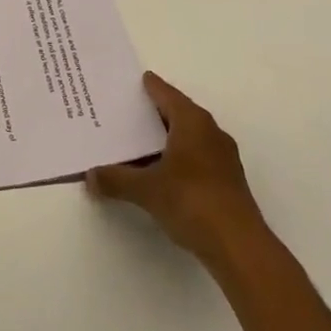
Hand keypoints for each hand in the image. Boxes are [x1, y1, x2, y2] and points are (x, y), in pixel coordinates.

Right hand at [87, 72, 268, 267]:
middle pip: (177, 113)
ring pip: (187, 137)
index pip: (166, 94)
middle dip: (152, 113)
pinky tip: (158, 172)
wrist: (240, 248)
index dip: (147, 87)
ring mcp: (222, 158)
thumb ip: (116, 180)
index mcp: (193, 122)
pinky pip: (195, 157)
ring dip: (165, 138)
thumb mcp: (146, 189)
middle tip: (124, 112)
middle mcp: (210, 132)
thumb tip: (90, 177)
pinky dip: (176, 158)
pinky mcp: (226, 182)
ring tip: (136, 143)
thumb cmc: (192, 202)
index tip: (130, 82)